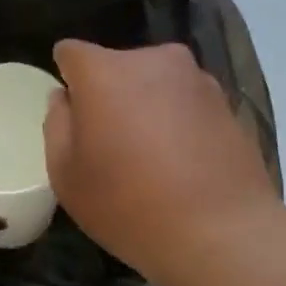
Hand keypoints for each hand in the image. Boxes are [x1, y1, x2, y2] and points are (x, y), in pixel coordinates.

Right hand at [43, 40, 279, 285]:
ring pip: (154, 84)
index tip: (70, 114)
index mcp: (105, 72)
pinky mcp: (228, 104)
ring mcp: (197, 80)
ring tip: (147, 157)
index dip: (66, 78)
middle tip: (107, 143)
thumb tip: (65, 98)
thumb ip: (57, 126)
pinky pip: (185, 104)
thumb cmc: (127, 205)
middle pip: (116, 67)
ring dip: (144, 108)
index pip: (72, 53)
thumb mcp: (66, 175)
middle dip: (107, 94)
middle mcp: (154, 61)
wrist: (220, 233)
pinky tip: (178, 164)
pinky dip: (175, 123)